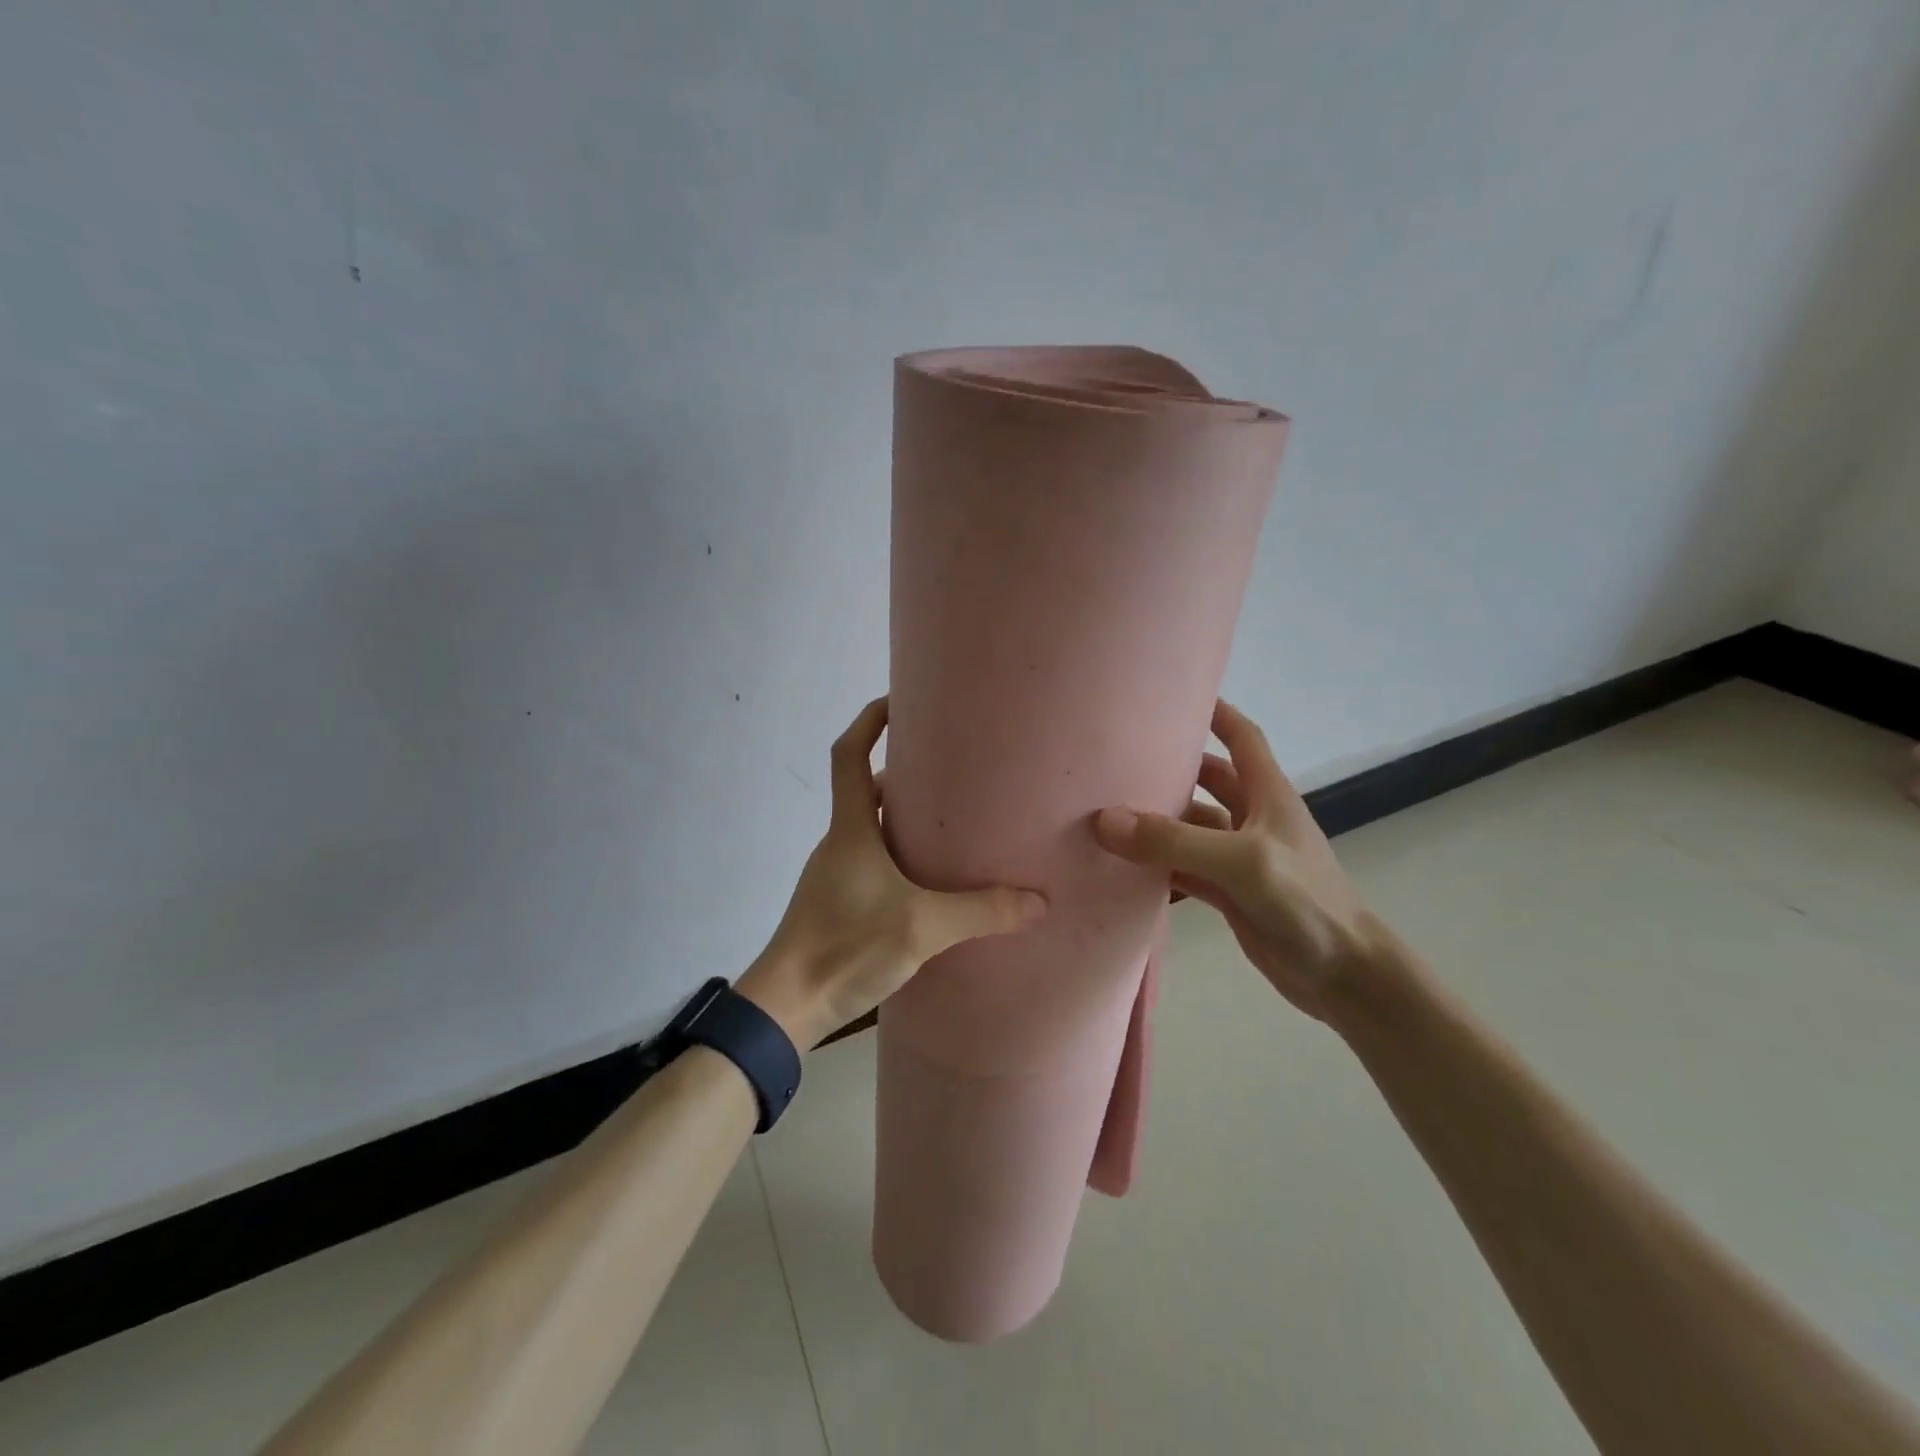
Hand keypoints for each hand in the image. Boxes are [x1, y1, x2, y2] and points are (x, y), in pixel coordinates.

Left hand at [738, 697, 1047, 1048]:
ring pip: (873, 828)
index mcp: (850, 829)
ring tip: (953, 820)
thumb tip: (1039, 901)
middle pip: (868, 789)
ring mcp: (837, 874)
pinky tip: (931, 879)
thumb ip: (980, 912)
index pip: (849, 755)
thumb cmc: (845, 946)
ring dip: (905, 817)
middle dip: (906, 772)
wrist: (787, 1005)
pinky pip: (874, 861)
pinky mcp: (840, 904)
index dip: (869, 721)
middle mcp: (840, 842)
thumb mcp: (921, 927)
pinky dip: (901, 854)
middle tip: (953, 767)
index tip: (900, 700)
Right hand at [1094, 699, 1387, 1025]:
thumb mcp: (1242, 862)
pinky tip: (1121, 867)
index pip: (1242, 738)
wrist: (1343, 976)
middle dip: (1169, 768)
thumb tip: (1105, 821)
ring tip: (1105, 812)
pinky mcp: (1228, 892)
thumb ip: (1175, 841)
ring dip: (1155, 822)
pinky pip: (1183, 869)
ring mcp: (1238, 857)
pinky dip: (1156, 866)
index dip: (1215, 713)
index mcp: (1267, 794)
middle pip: (1206, 780)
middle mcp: (1251, 818)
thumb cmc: (1305, 902)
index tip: (1173, 697)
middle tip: (1117, 760)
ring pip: (1188, 828)